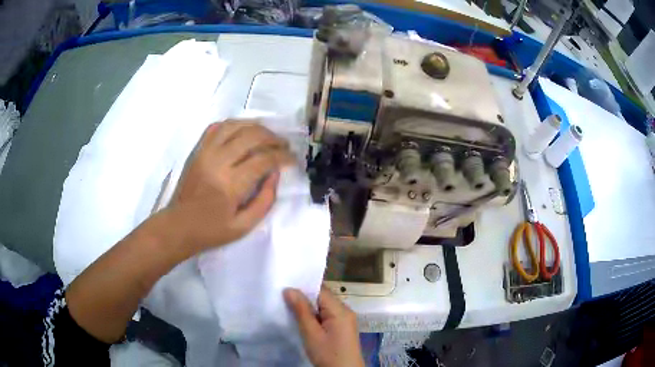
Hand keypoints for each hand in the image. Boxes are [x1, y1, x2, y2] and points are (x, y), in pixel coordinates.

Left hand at [164, 121, 294, 256]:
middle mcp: (218, 161)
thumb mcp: (244, 226)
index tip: (293, 160)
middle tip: (284, 146)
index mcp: (231, 184)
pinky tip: (243, 131)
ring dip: (255, 126)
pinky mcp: (197, 151)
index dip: (283, 157)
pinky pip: (216, 127)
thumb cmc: (211, 231)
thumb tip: (275, 175)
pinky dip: (233, 124)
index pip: (264, 159)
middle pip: (252, 136)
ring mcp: (205, 152)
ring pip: (235, 125)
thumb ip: (264, 200)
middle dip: (274, 138)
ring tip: (267, 135)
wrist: (178, 226)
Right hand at [284, 287, 364, 366]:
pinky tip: (302, 320)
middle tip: (283, 296)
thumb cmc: (328, 353)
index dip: (303, 287)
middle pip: (323, 298)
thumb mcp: (311, 333)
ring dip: (308, 307)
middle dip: (304, 297)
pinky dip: (315, 316)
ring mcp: (345, 320)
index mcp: (340, 310)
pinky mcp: (342, 329)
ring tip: (288, 306)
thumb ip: (301, 311)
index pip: (321, 290)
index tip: (285, 285)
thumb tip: (290, 289)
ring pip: (324, 307)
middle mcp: (345, 311)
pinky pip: (327, 316)